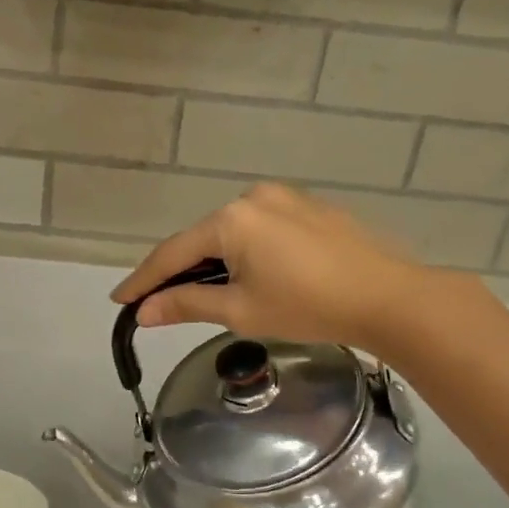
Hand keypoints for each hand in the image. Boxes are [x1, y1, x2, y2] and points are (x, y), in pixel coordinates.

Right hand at [113, 183, 468, 353]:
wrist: (388, 296)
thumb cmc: (308, 306)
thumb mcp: (241, 310)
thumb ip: (186, 304)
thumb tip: (145, 311)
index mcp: (230, 219)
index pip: (173, 253)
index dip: (144, 280)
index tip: (120, 301)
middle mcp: (252, 196)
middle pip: (202, 238)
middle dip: (180, 270)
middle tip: (160, 301)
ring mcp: (285, 197)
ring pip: (233, 232)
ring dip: (214, 260)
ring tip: (206, 293)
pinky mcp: (309, 207)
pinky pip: (262, 228)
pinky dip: (246, 251)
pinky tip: (252, 274)